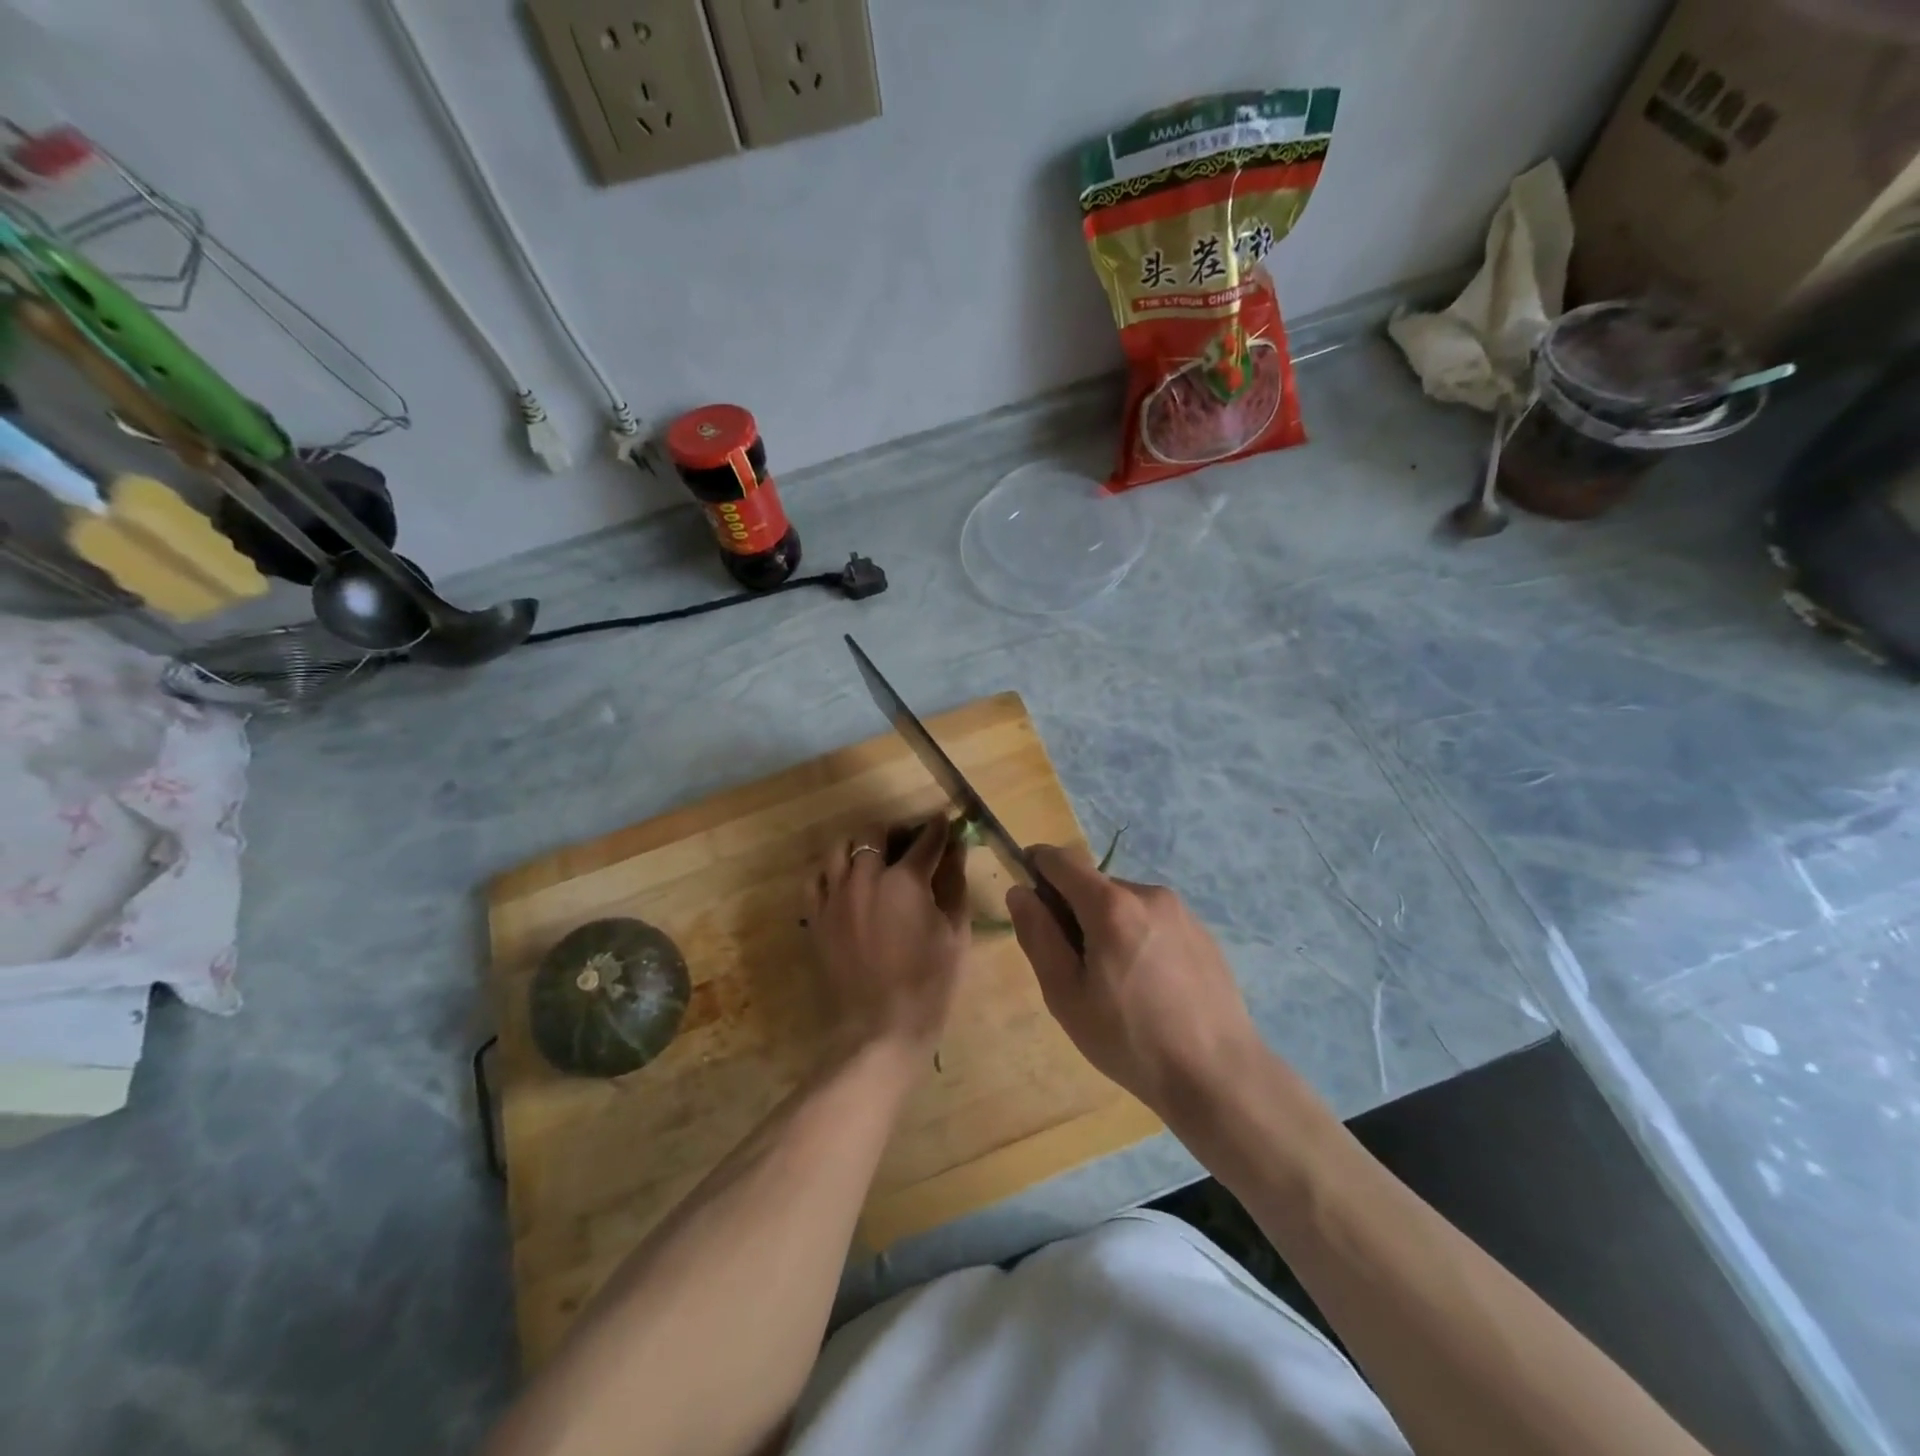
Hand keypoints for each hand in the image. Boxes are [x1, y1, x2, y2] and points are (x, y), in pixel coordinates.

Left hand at [808, 817, 970, 1063]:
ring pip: (839, 848)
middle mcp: (864, 878)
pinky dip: (832, 871)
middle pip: (874, 833)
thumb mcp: (955, 933)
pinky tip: (846, 882)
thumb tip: (957, 850)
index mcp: (905, 881)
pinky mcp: (816, 917)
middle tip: (909, 843)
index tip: (944, 821)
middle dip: (895, 831)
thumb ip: (955, 884)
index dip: (938, 828)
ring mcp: (835, 897)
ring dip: (860, 845)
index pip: (926, 840)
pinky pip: (816, 878)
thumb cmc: (929, 984)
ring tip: (874, 858)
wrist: (880, 1030)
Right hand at [1008, 845, 1261, 1116]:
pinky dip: (1137, 936)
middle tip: (1072, 964)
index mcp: (1111, 905)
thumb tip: (1019, 892)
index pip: (1061, 859)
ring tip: (1115, 981)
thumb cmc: (1129, 1040)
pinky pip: (1152, 919)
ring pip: (1124, 903)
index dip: (1036, 865)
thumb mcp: (1066, 995)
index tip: (1026, 893)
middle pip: (1093, 884)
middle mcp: (1148, 893)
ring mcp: (1180, 910)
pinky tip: (1148, 985)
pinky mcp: (1201, 931)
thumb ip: (1038, 935)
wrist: (1218, 1075)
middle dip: (1073, 909)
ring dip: (1106, 924)